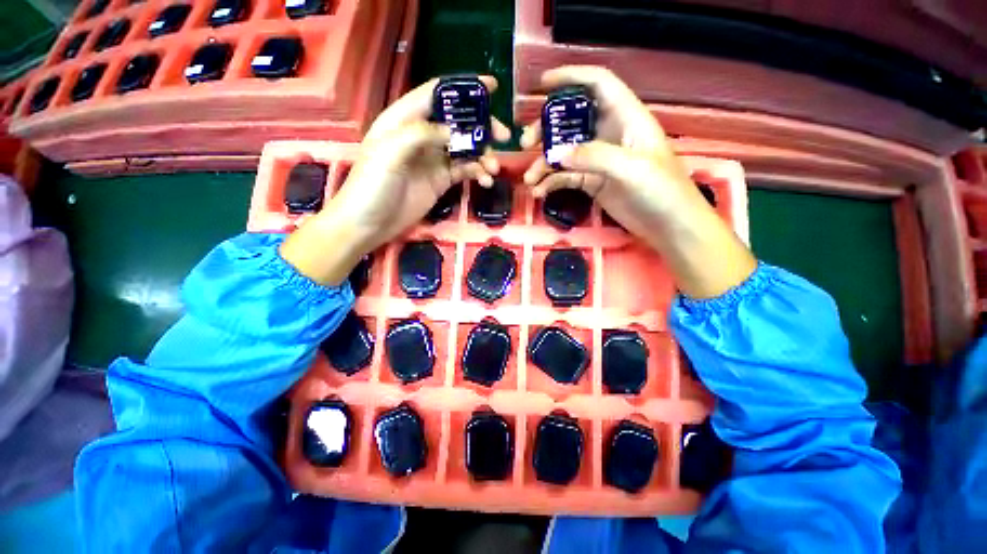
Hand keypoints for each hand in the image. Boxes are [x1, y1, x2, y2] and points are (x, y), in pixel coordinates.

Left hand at [280, 76, 510, 285]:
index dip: (464, 88)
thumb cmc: (372, 185)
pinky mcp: (441, 181)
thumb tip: (455, 132)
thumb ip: (421, 134)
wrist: (368, 224)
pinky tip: (486, 181)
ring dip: (483, 155)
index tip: (492, 87)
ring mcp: (433, 160)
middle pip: (457, 122)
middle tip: (503, 136)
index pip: (437, 94)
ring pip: (465, 148)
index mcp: (404, 119)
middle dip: (482, 126)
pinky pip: (464, 170)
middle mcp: (421, 136)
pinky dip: (477, 173)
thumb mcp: (389, 152)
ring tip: (493, 169)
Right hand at [521, 66, 699, 237]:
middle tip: (526, 144)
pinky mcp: (593, 182)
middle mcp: (609, 134)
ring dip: (544, 163)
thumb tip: (556, 155)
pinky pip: (567, 177)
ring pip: (565, 153)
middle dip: (547, 129)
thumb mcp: (631, 168)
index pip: (598, 84)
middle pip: (572, 121)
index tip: (543, 85)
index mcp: (626, 118)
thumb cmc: (662, 190)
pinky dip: (551, 183)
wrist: (668, 225)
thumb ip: (594, 157)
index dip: (571, 77)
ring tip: (529, 179)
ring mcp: (599, 160)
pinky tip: (540, 192)